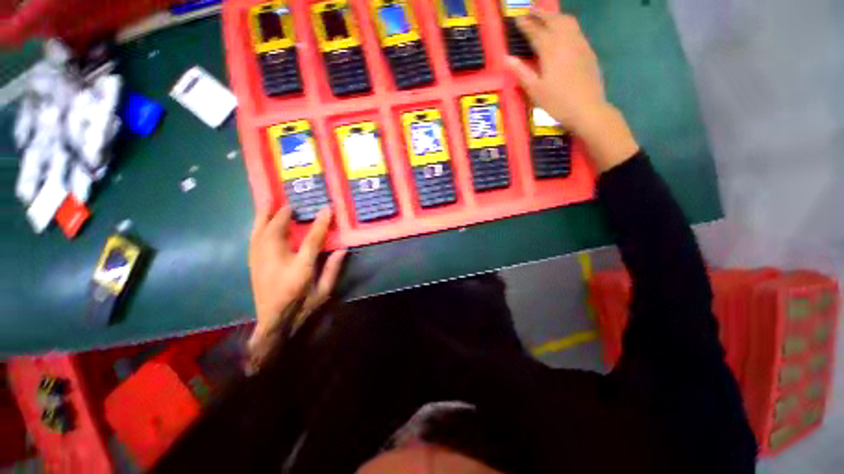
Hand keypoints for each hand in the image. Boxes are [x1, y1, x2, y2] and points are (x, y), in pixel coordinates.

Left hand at [248, 206, 345, 358]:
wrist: (274, 325)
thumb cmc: (302, 308)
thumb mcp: (324, 291)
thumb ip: (333, 269)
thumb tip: (343, 249)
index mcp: (298, 270)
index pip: (310, 241)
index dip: (320, 224)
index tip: (326, 209)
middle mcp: (276, 263)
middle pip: (275, 232)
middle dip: (281, 215)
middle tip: (289, 203)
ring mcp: (260, 264)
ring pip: (259, 234)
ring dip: (263, 217)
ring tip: (268, 203)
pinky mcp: (253, 266)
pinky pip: (253, 241)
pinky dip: (257, 228)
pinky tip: (260, 223)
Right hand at [506, 10, 638, 171]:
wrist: (587, 109)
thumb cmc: (557, 103)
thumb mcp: (535, 90)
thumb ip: (521, 72)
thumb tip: (506, 58)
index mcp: (551, 51)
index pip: (536, 31)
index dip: (525, 24)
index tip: (517, 18)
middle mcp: (566, 41)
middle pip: (553, 20)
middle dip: (540, 13)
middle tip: (530, 11)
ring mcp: (579, 44)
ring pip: (567, 21)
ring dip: (554, 16)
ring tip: (545, 16)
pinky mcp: (588, 50)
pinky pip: (576, 29)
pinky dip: (566, 24)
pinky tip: (562, 30)